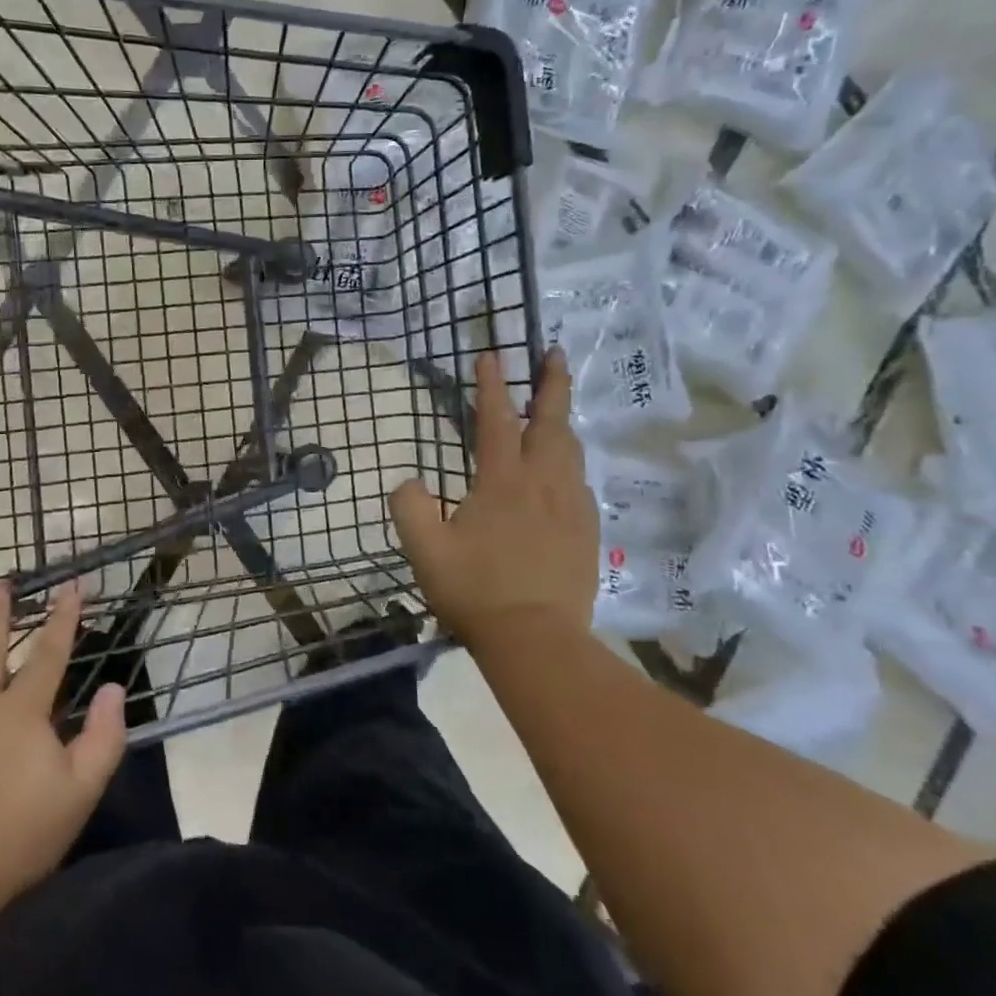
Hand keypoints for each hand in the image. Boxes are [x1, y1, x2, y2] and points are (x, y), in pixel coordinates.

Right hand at [389, 349, 598, 650]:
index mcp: (502, 482)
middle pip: (551, 422)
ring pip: (571, 451)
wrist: (537, 641)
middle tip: (555, 354)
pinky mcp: (587, 532)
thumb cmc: (476, 591)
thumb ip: (408, 508)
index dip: (492, 384)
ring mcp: (571, 507)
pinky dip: (571, 465)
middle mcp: (542, 484)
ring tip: (556, 408)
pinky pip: (580, 485)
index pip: (496, 420)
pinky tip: (565, 474)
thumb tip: (409, 482)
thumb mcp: (424, 550)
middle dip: (551, 384)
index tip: (490, 354)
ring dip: (563, 421)